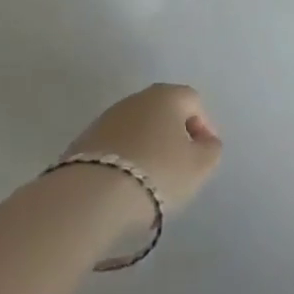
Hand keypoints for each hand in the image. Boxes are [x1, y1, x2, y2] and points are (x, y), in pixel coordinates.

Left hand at [64, 83, 222, 214]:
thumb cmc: (156, 174)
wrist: (89, 197)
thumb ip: (211, 150)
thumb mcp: (199, 166)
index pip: (194, 102)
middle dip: (173, 137)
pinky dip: (123, 161)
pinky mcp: (81, 142)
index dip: (203, 128)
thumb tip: (205, 142)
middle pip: (163, 113)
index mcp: (168, 95)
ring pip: (137, 130)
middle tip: (177, 168)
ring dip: (146, 148)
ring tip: (148, 182)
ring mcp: (106, 118)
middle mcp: (137, 98)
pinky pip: (113, 147)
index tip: (202, 157)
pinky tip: (122, 187)